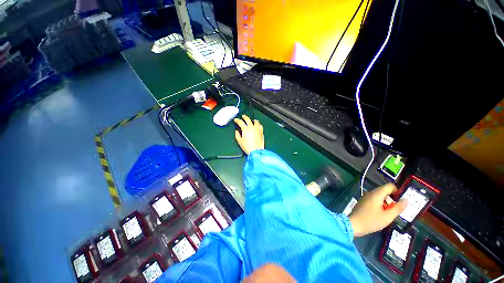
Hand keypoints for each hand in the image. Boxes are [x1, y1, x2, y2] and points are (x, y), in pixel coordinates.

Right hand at [234, 115, 264, 154]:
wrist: (256, 151)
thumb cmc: (248, 147)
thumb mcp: (240, 141)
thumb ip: (237, 135)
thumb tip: (237, 131)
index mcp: (245, 129)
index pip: (240, 122)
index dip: (237, 120)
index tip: (236, 120)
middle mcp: (252, 127)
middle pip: (248, 119)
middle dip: (244, 117)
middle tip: (243, 116)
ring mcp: (257, 129)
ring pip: (255, 121)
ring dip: (252, 120)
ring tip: (252, 120)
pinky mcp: (261, 132)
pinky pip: (260, 126)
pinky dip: (258, 124)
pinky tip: (257, 125)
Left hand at [349, 183, 407, 236]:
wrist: (353, 224)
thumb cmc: (371, 220)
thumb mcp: (388, 216)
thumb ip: (398, 208)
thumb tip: (406, 199)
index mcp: (376, 194)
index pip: (389, 186)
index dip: (398, 191)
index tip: (402, 201)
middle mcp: (370, 193)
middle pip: (384, 191)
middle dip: (392, 198)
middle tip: (397, 209)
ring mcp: (365, 197)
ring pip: (379, 196)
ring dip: (387, 203)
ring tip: (391, 213)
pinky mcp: (363, 202)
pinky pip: (374, 200)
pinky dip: (380, 205)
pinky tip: (382, 214)